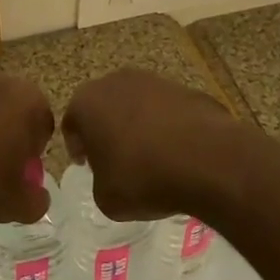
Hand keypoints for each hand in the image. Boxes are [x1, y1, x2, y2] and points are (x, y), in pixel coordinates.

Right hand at [61, 69, 233, 219]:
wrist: (207, 161)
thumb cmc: (142, 178)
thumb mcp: (105, 198)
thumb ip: (100, 180)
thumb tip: (112, 174)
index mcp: (87, 102)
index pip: (72, 123)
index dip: (77, 146)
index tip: (87, 165)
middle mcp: (116, 82)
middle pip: (104, 106)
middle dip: (107, 130)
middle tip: (116, 159)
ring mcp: (155, 81)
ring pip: (137, 104)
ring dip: (139, 125)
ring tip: (152, 157)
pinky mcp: (188, 90)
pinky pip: (169, 111)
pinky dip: (169, 127)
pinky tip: (179, 153)